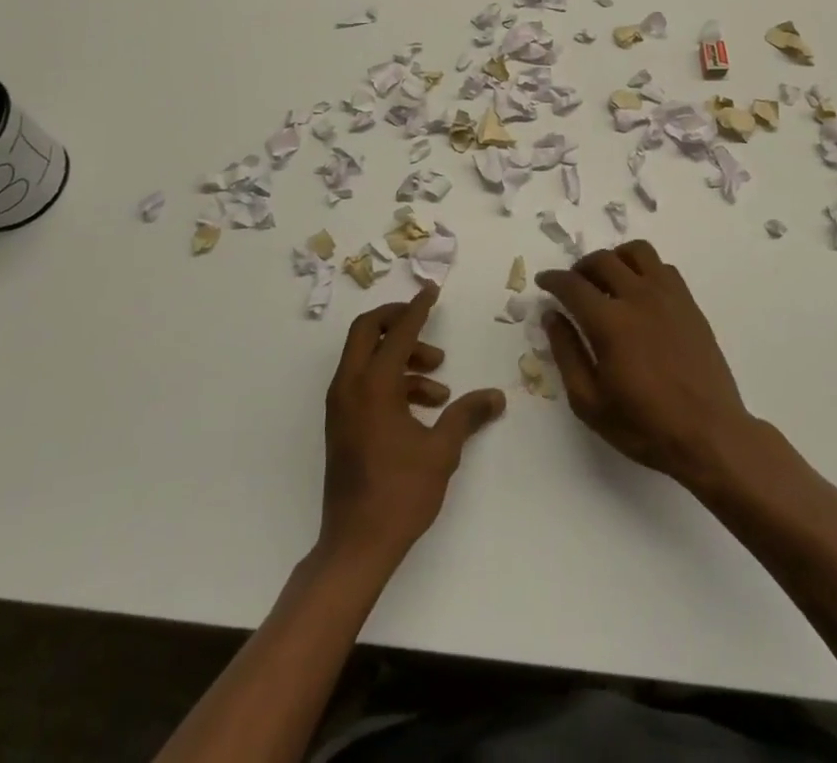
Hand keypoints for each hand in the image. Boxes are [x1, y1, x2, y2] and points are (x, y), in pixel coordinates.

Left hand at [319, 285, 505, 569]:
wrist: (356, 544)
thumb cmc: (401, 493)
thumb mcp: (442, 450)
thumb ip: (467, 416)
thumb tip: (496, 397)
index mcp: (373, 385)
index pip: (398, 332)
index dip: (417, 309)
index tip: (431, 291)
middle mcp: (349, 386)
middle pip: (368, 331)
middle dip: (398, 321)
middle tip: (427, 326)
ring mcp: (341, 405)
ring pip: (366, 357)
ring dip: (402, 359)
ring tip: (439, 386)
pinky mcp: (341, 422)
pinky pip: (363, 382)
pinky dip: (391, 381)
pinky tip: (423, 409)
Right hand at [538, 240, 758, 489]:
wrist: (710, 435)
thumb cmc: (644, 425)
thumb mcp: (590, 402)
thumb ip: (566, 353)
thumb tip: (552, 316)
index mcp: (609, 322)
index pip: (572, 284)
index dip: (552, 279)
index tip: (544, 282)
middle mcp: (638, 297)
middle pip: (601, 260)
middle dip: (579, 268)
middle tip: (573, 285)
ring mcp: (668, 296)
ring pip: (636, 252)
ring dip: (615, 259)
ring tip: (608, 280)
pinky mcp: (689, 303)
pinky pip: (663, 267)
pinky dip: (644, 269)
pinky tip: (640, 293)